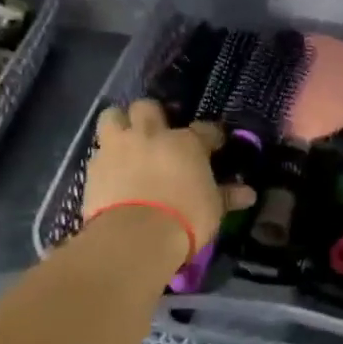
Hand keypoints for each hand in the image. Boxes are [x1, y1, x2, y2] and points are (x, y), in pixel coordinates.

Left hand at [82, 99, 253, 262]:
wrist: (134, 236)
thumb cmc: (184, 219)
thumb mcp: (212, 210)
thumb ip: (227, 196)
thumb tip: (248, 193)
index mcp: (186, 143)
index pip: (205, 129)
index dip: (211, 135)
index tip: (215, 143)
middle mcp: (151, 135)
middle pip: (148, 107)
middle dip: (153, 114)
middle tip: (158, 130)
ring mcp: (118, 147)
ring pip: (113, 115)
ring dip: (120, 123)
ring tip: (126, 138)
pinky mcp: (93, 166)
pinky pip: (98, 150)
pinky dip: (105, 156)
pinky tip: (110, 169)